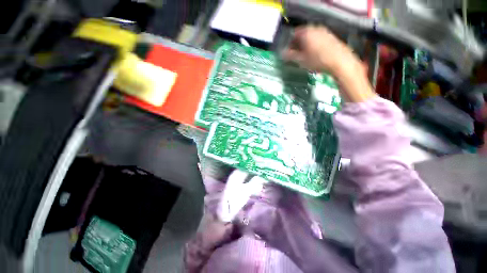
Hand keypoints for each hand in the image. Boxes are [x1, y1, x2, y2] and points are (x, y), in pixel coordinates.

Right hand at [283, 25, 374, 102]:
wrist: (340, 61)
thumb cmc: (317, 60)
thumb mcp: (301, 60)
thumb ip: (290, 56)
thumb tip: (282, 54)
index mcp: (306, 32)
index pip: (292, 35)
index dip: (288, 44)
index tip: (287, 53)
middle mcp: (315, 28)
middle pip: (301, 35)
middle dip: (297, 45)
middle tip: (295, 56)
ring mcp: (324, 32)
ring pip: (310, 37)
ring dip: (305, 46)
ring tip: (304, 57)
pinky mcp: (330, 37)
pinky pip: (318, 39)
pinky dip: (313, 46)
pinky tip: (314, 55)